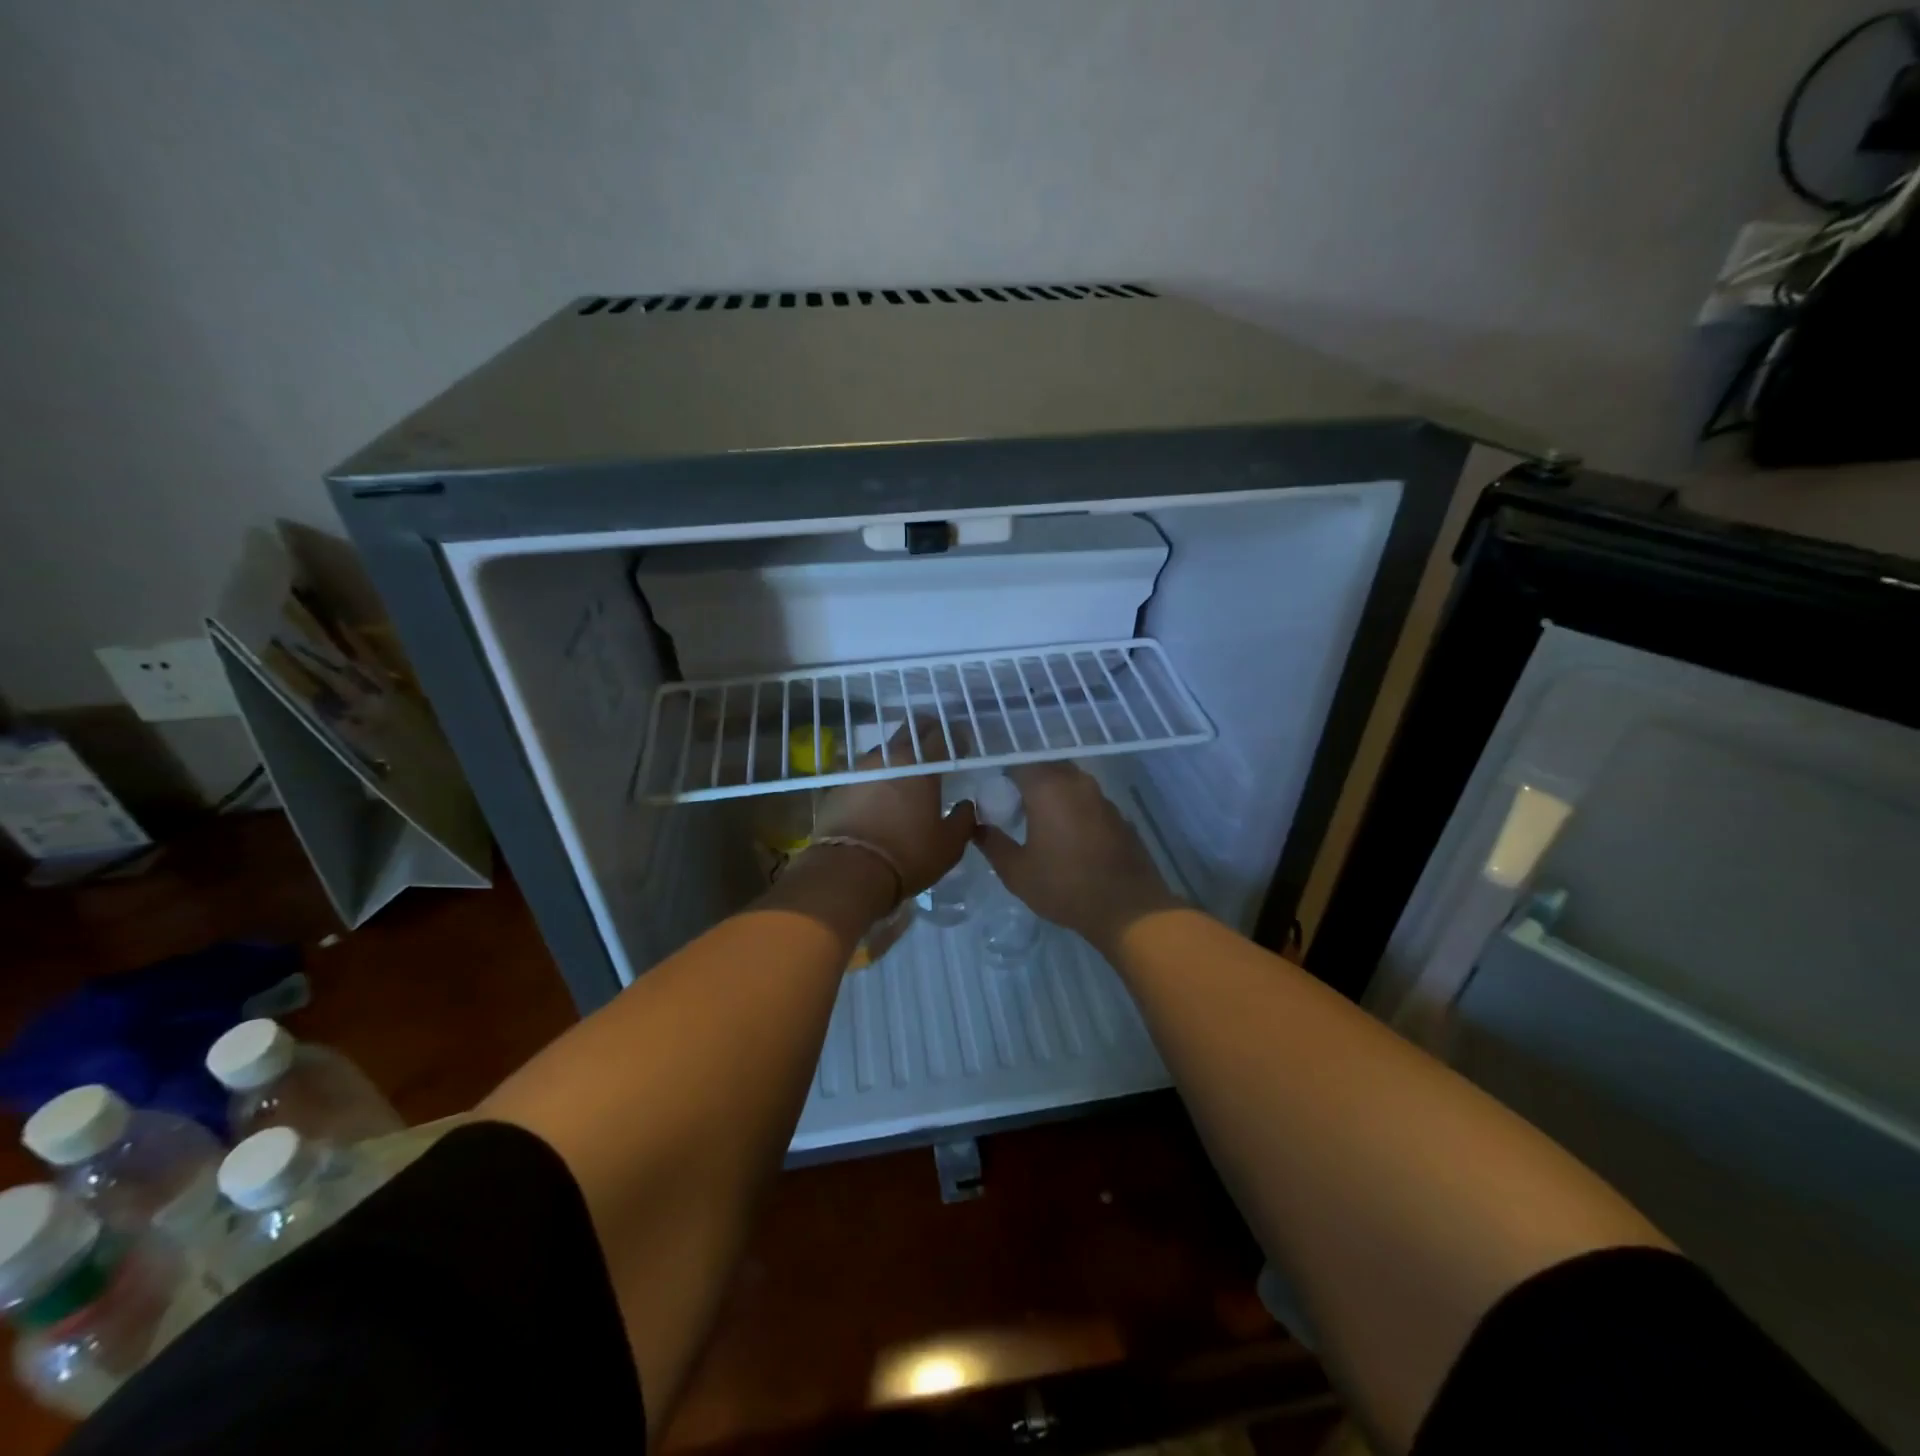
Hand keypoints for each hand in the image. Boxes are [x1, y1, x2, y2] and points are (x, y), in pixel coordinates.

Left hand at [811, 720, 975, 898]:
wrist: (847, 872)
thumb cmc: (908, 856)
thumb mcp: (949, 846)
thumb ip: (963, 820)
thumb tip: (966, 806)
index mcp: (921, 766)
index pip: (940, 735)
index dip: (954, 737)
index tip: (961, 748)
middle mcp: (889, 758)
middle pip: (909, 732)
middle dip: (925, 734)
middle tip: (934, 750)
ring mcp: (860, 770)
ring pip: (884, 752)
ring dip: (897, 758)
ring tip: (905, 777)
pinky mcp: (838, 787)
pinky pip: (864, 775)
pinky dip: (876, 780)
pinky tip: (879, 798)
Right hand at [972, 762, 1182, 954]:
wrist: (1127, 908)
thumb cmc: (1064, 886)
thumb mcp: (1017, 872)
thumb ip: (992, 844)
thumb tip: (977, 828)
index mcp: (1048, 787)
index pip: (1018, 764)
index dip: (1004, 777)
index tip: (996, 796)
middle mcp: (1076, 782)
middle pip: (1047, 768)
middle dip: (1029, 782)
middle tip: (1015, 807)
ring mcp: (1102, 797)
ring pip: (1070, 782)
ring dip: (1054, 794)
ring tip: (1040, 822)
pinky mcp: (1118, 814)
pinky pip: (1088, 800)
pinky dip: (1074, 808)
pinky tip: (1069, 836)